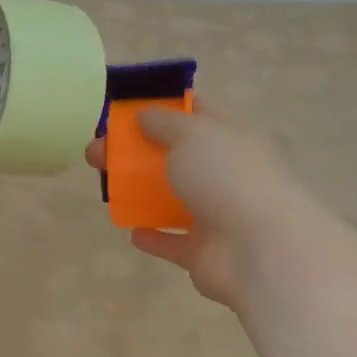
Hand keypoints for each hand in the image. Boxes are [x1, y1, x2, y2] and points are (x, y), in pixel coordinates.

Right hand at [86, 100, 301, 309]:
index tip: (126, 108)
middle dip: (136, 151)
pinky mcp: (205, 251)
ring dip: (140, 192)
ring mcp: (218, 212)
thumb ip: (164, 122)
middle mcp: (227, 171)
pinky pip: (173, 241)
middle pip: (175, 155)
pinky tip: (133, 231)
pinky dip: (154, 236)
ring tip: (104, 188)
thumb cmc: (227, 177)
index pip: (197, 110)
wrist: (259, 249)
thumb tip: (145, 115)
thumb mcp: (192, 133)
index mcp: (232, 135)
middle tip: (97, 152)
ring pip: (172, 197)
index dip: (163, 105)